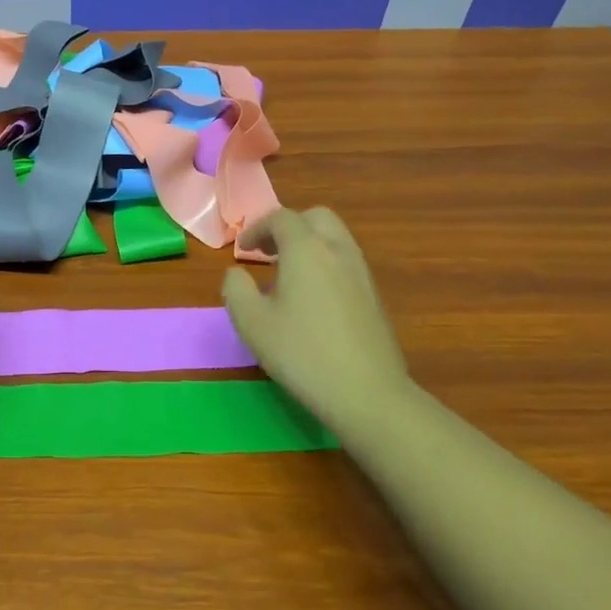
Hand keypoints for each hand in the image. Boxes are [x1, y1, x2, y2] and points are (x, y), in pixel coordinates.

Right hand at [221, 206, 412, 436]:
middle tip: (268, 252)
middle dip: (289, 227)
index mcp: (306, 249)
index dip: (257, 228)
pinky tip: (312, 299)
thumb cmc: (301, 353)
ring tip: (287, 275)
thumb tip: (236, 273)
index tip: (242, 249)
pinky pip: (345, 262)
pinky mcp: (374, 296)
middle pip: (316, 218)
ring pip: (335, 238)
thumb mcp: (251, 322)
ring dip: (309, 244)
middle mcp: (338, 250)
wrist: (366, 392)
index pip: (281, 218)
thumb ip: (236, 289)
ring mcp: (361, 272)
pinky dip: (325, 263)